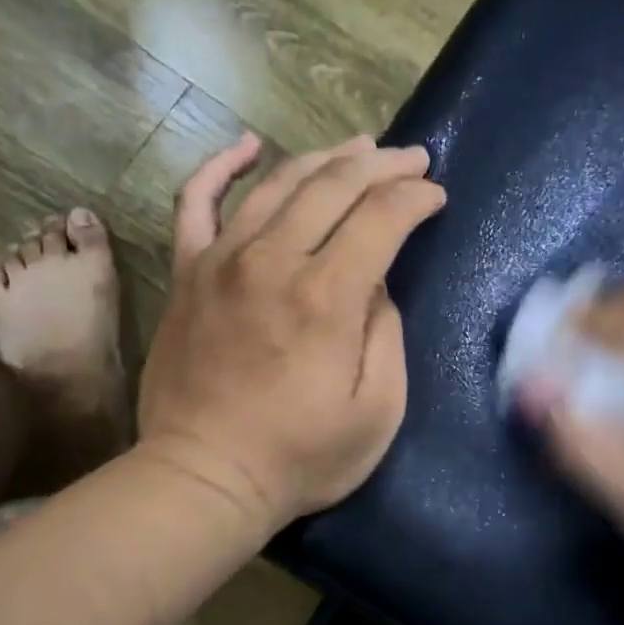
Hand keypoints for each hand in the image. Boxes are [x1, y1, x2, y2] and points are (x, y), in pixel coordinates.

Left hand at [137, 132, 445, 527]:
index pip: (381, 216)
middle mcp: (272, 261)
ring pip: (277, 183)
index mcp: (326, 297)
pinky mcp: (187, 273)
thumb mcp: (377, 411)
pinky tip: (247, 147)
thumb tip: (375, 284)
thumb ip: (385, 334)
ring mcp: (221, 261)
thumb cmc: (300, 457)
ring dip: (325, 158)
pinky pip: (196, 202)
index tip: (436, 196)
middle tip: (412, 159)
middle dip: (382, 165)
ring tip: (358, 149)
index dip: (416, 197)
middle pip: (333, 185)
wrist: (205, 477)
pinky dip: (220, 167)